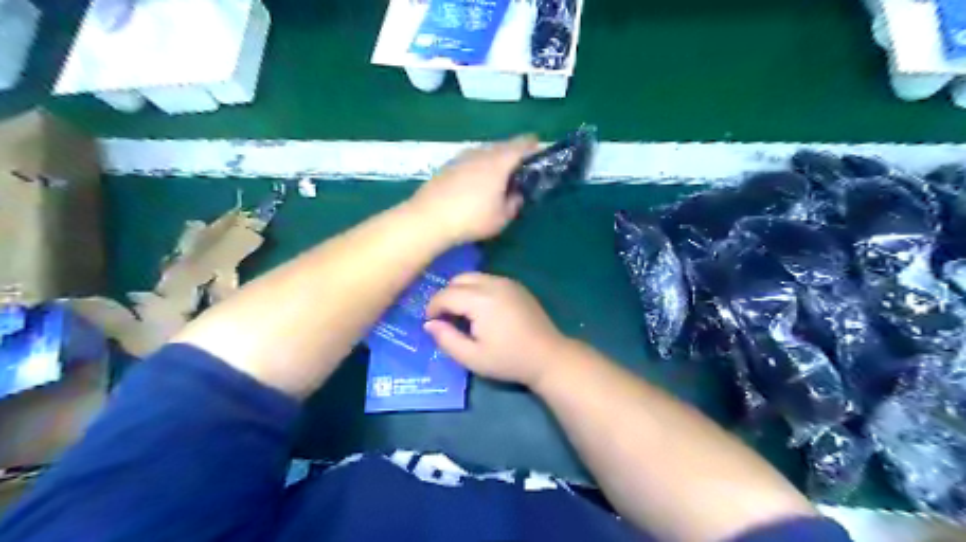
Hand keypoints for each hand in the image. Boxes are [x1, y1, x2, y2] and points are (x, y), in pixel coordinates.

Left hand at [408, 136, 540, 242]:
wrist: (428, 218)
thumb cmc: (471, 218)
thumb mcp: (501, 218)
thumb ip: (514, 203)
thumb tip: (515, 194)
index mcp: (499, 161)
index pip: (523, 144)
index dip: (535, 147)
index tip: (541, 156)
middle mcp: (481, 152)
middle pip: (504, 146)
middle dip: (515, 156)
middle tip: (520, 173)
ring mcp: (462, 157)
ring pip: (486, 153)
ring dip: (495, 162)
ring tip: (498, 181)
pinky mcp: (448, 165)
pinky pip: (471, 161)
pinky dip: (479, 168)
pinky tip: (476, 186)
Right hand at [424, 274, 566, 386]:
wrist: (548, 356)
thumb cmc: (509, 360)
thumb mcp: (472, 357)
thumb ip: (446, 339)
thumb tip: (429, 324)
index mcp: (481, 300)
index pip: (446, 295)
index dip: (433, 308)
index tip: (430, 323)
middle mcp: (493, 283)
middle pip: (458, 280)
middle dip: (446, 296)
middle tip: (445, 319)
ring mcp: (507, 282)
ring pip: (472, 277)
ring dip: (461, 291)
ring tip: (462, 315)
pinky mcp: (516, 285)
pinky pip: (487, 280)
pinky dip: (476, 289)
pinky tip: (480, 310)